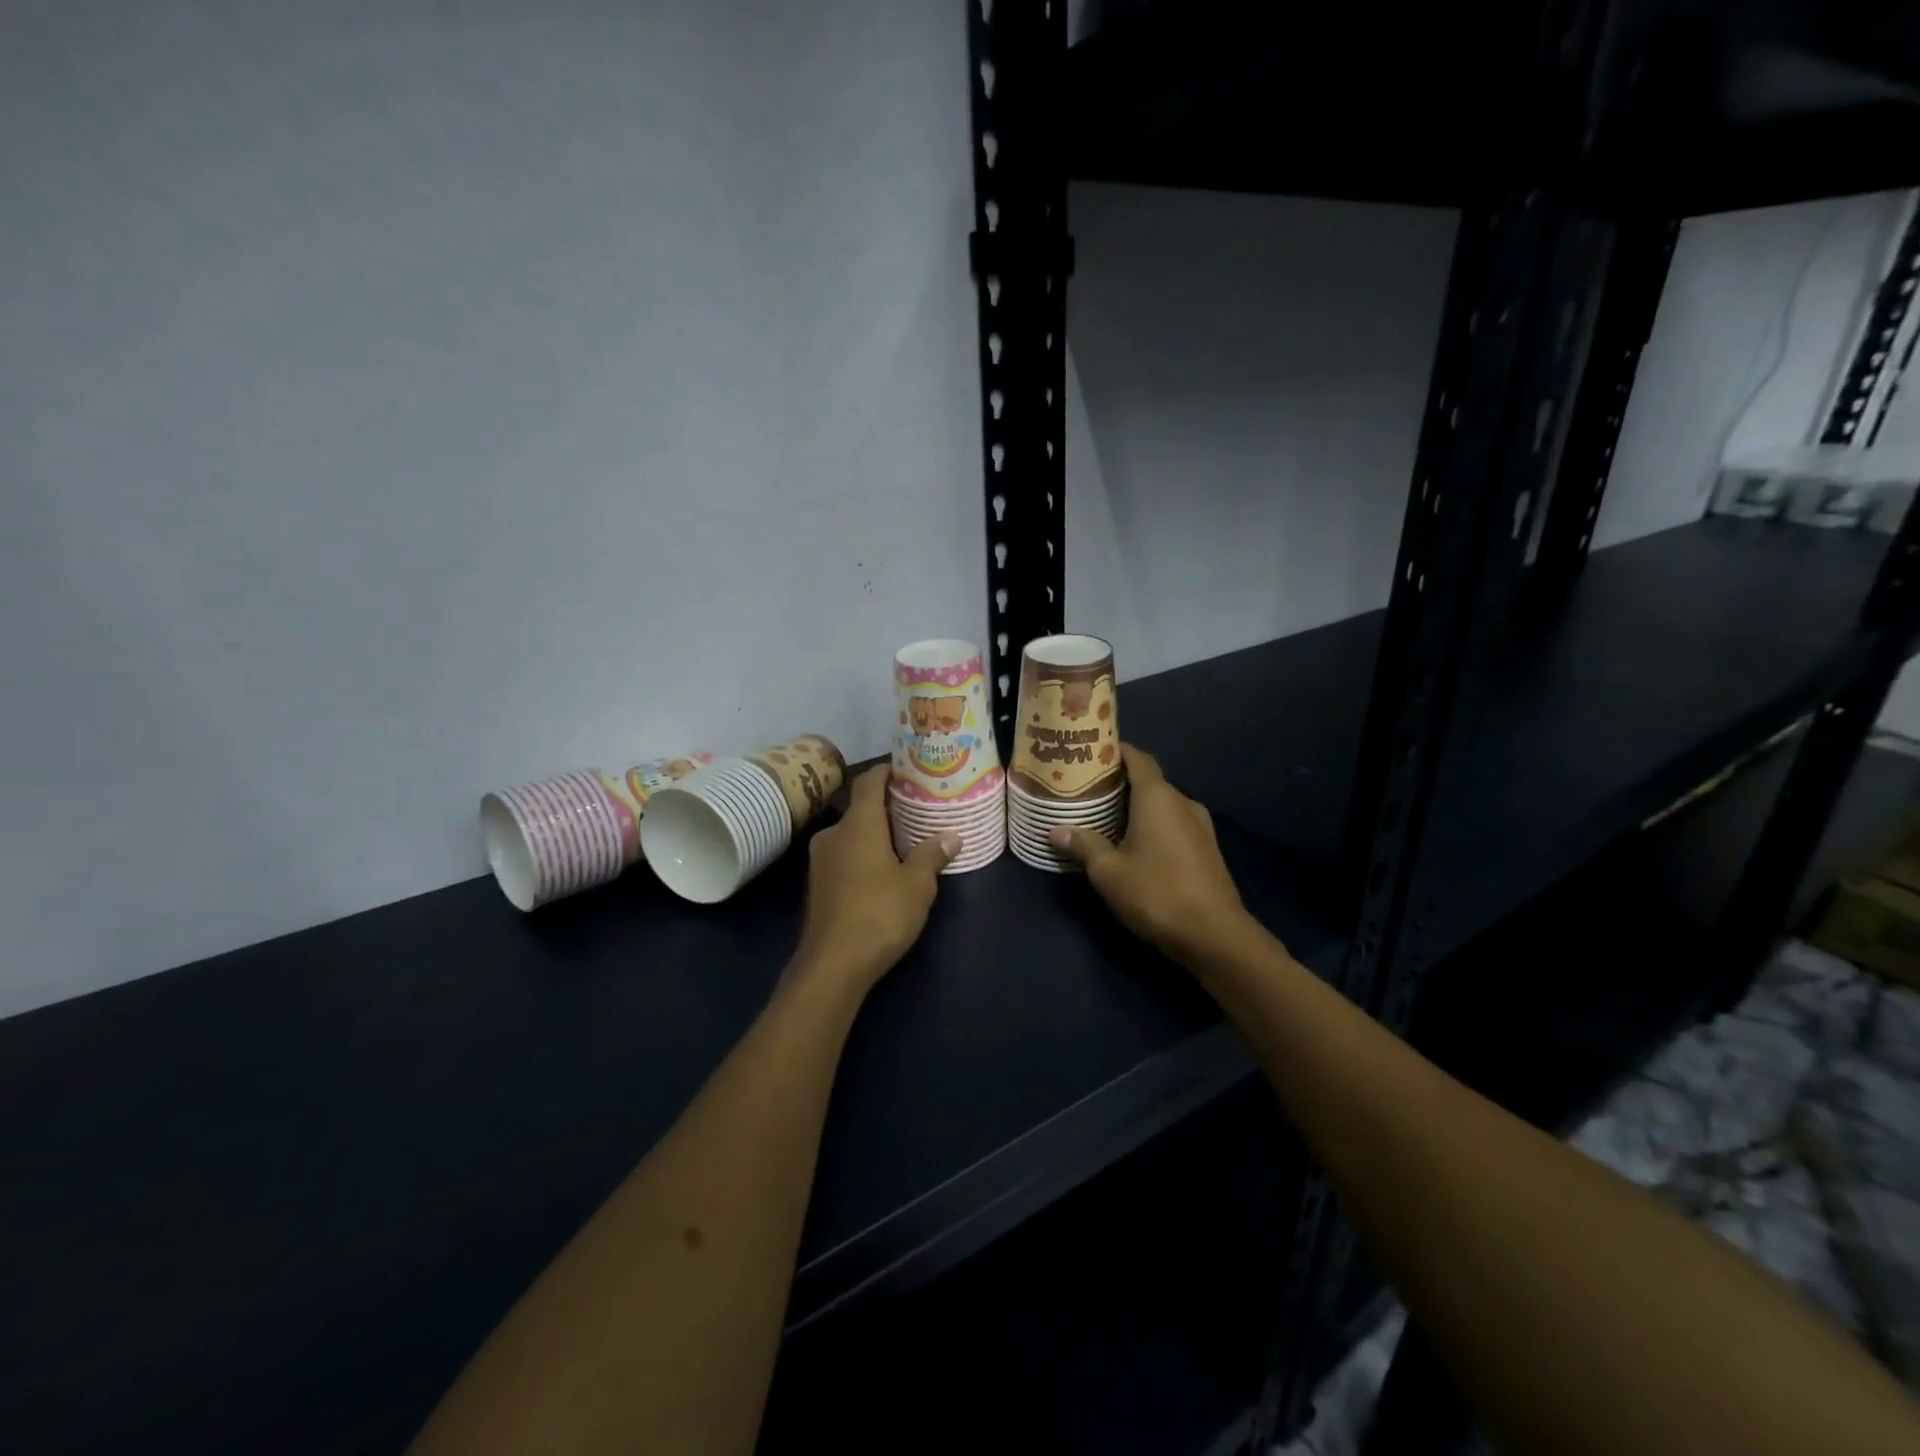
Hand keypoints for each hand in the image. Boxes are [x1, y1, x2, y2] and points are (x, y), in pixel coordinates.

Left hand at [790, 766, 957, 997]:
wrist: (831, 966)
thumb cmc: (879, 915)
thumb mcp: (917, 886)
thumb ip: (932, 855)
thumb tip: (951, 835)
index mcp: (858, 824)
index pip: (868, 781)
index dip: (887, 771)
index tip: (908, 771)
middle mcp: (834, 834)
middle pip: (860, 808)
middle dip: (888, 807)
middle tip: (918, 810)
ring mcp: (820, 861)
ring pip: (851, 834)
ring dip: (875, 834)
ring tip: (905, 841)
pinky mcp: (817, 885)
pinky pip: (843, 856)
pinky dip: (863, 854)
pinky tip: (883, 871)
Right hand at [1051, 745, 1254, 963]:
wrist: (1215, 935)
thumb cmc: (1157, 893)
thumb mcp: (1108, 872)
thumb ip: (1083, 845)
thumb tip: (1056, 830)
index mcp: (1158, 797)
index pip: (1137, 757)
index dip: (1114, 751)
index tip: (1089, 754)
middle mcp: (1182, 802)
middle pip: (1148, 780)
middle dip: (1118, 782)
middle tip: (1086, 790)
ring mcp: (1200, 826)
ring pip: (1162, 805)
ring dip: (1136, 807)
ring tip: (1104, 817)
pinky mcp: (1206, 848)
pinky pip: (1173, 824)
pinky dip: (1152, 825)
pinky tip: (1132, 844)